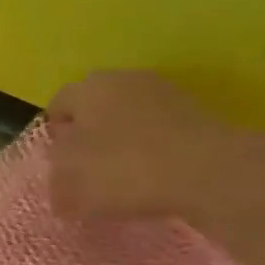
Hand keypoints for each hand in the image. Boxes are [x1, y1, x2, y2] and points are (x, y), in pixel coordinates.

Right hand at [46, 72, 264, 227]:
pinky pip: (160, 134)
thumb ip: (56, 182)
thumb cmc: (125, 170)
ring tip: (121, 181)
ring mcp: (166, 94)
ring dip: (122, 144)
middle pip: (94, 109)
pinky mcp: (197, 115)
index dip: (52, 137)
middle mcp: (124, 79)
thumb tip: (59, 184)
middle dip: (88, 138)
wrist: (212, 172)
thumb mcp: (71, 185)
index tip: (55, 167)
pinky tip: (153, 180)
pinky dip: (152, 153)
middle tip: (85, 173)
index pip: (57, 106)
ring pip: (129, 120)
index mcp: (87, 87)